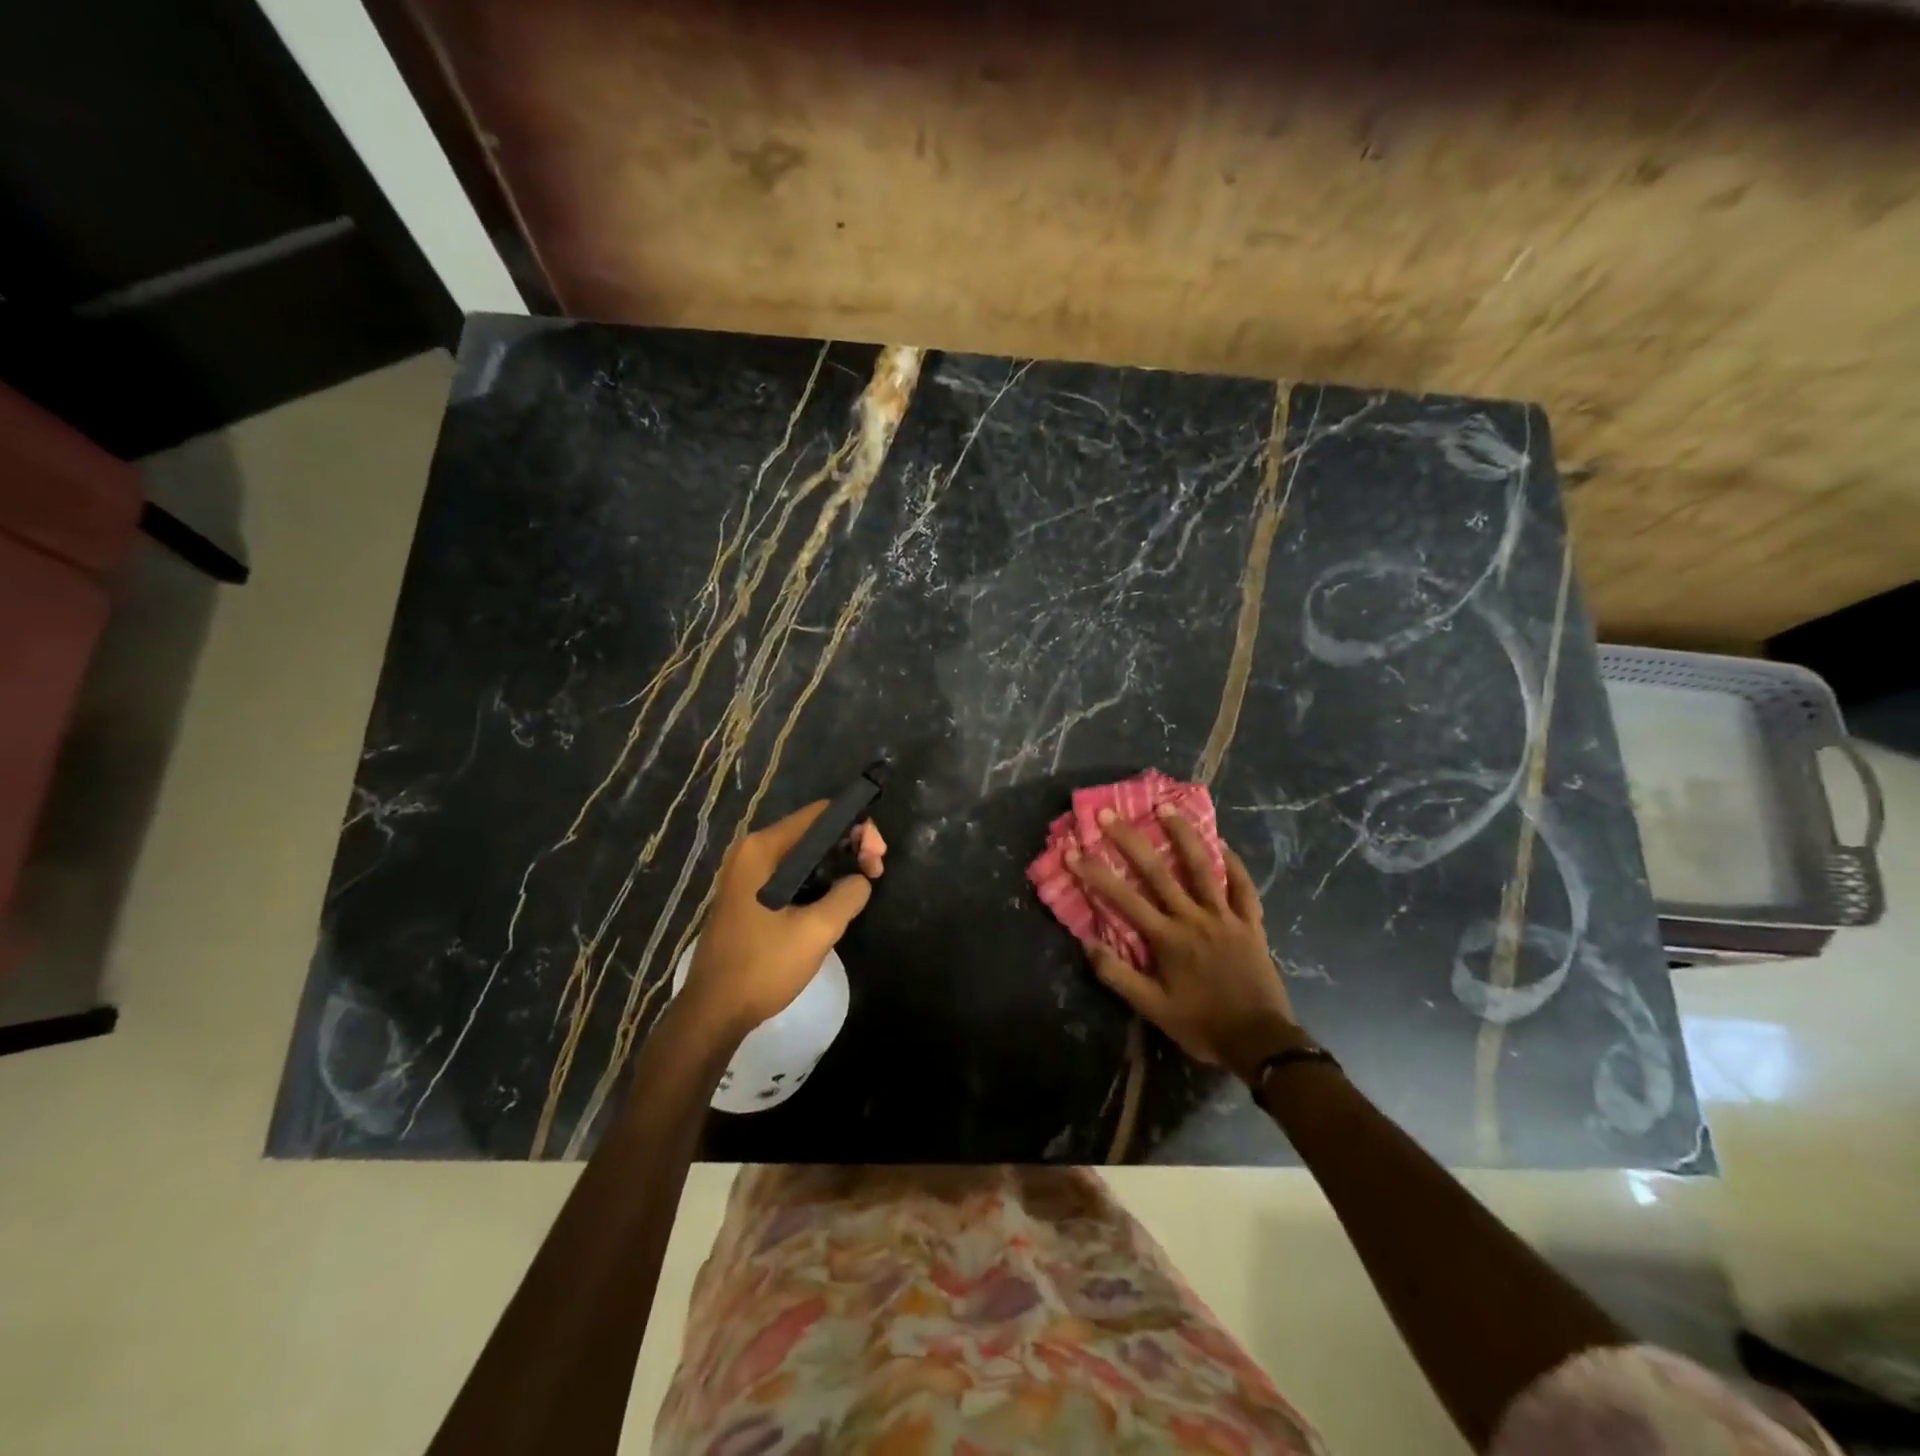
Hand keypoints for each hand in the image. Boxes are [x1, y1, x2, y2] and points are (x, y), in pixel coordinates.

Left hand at [680, 803, 885, 1041]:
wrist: (714, 1012)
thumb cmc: (763, 967)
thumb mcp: (817, 930)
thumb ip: (848, 894)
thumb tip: (860, 880)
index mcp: (763, 849)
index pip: (821, 814)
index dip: (857, 829)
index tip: (876, 860)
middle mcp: (751, 851)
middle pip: (813, 832)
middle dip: (849, 847)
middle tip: (875, 875)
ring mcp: (746, 873)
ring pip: (804, 854)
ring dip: (836, 866)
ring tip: (859, 890)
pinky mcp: (748, 895)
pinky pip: (790, 873)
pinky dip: (816, 880)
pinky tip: (833, 902)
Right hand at [1070, 805, 1300, 1082]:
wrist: (1260, 1043)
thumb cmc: (1201, 1025)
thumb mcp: (1152, 1009)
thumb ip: (1118, 976)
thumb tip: (1087, 943)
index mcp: (1167, 938)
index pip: (1123, 898)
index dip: (1095, 873)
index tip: (1073, 851)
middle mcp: (1193, 918)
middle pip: (1158, 872)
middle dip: (1130, 840)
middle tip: (1110, 813)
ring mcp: (1225, 917)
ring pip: (1202, 868)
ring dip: (1183, 835)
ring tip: (1167, 807)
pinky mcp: (1251, 923)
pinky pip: (1243, 888)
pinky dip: (1233, 864)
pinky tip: (1222, 844)